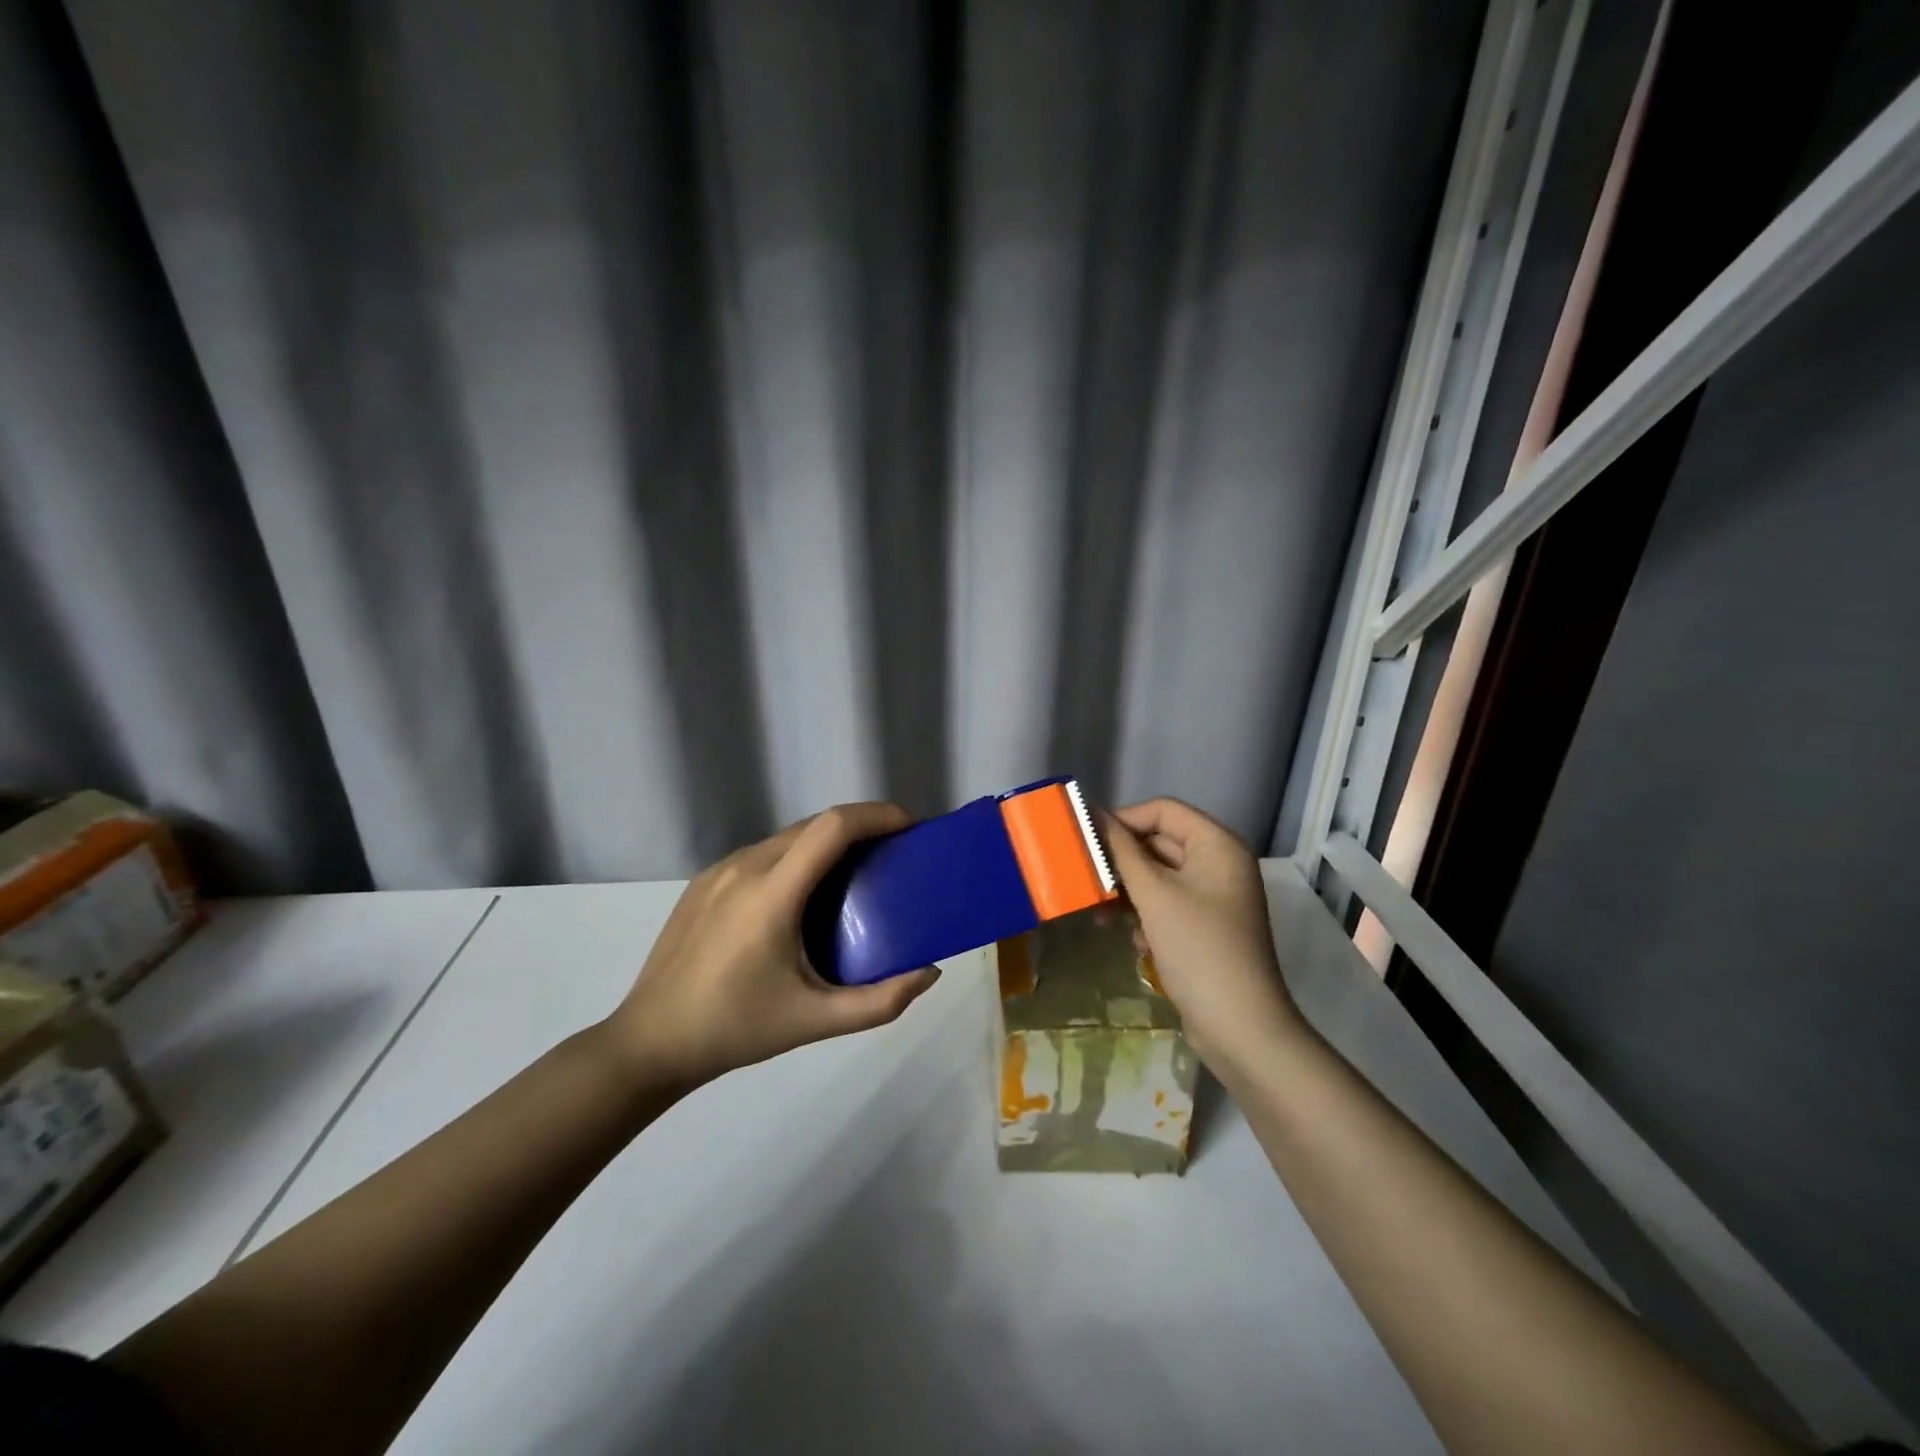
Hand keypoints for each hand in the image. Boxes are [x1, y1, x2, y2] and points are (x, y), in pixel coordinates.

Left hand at [600, 803, 940, 1090]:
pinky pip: (763, 853)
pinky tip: (803, 896)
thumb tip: (929, 972)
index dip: (877, 815)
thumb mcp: (816, 1021)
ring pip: (787, 837)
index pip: (833, 826)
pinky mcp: (704, 881)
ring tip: (855, 874)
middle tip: (893, 854)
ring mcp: (719, 870)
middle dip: (861, 827)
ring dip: (828, 842)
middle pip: (815, 825)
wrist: (650, 1042)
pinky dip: (797, 857)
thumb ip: (881, 1002)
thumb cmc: (736, 1029)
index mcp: (772, 893)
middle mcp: (745, 866)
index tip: (911, 827)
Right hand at [1099, 798, 1303, 1078]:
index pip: (1162, 810)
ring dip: (1128, 889)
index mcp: (1217, 844)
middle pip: (1159, 841)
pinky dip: (1144, 913)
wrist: (1240, 1027)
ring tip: (1100, 913)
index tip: (1085, 841)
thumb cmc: (1198, 948)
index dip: (1123, 819)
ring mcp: (1214, 896)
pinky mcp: (1205, 926)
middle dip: (1121, 859)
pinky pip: (1166, 903)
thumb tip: (1094, 816)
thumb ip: (1121, 851)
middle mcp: (1219, 863)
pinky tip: (1134, 939)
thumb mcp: (1154, 894)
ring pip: (1158, 875)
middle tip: (1084, 877)